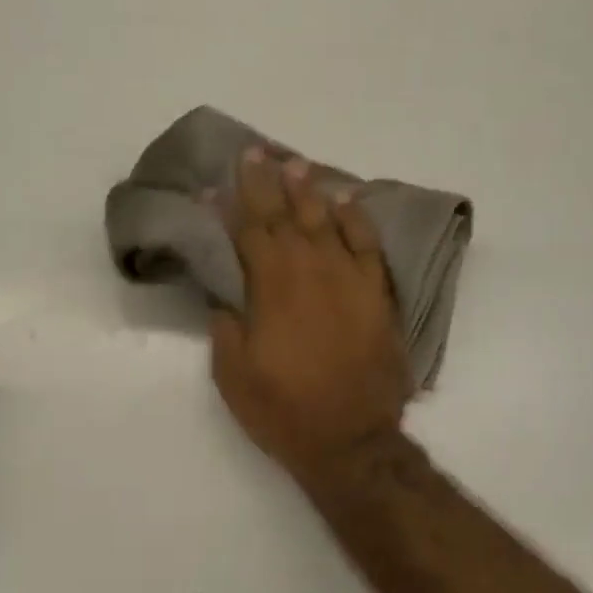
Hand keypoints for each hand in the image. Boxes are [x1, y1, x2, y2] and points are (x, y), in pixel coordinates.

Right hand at [210, 149, 410, 486]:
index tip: (214, 182)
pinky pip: (368, 244)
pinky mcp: (378, 296)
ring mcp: (350, 281)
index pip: (247, 232)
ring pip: (327, 221)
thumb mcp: (233, 374)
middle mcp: (311, 272)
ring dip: (309, 191)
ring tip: (297, 165)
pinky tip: (347, 200)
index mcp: (271, 288)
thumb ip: (227, 327)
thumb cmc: (283, 410)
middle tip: (257, 153)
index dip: (230, 205)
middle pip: (287, 215)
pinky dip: (357, 218)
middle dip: (268, 182)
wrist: (351, 440)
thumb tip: (227, 296)